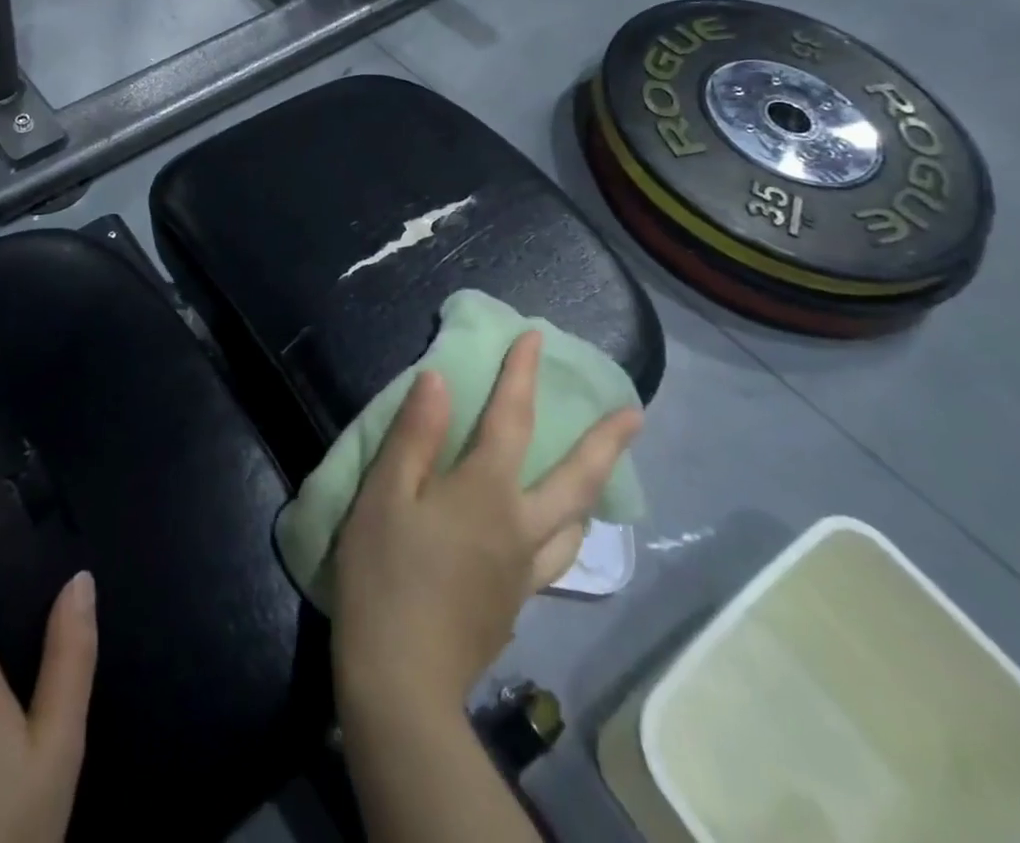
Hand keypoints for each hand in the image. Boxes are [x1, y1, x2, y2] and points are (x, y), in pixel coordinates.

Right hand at [330, 332, 641, 715]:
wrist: (401, 680)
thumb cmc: (385, 574)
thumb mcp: (385, 494)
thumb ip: (415, 435)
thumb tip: (439, 379)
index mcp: (485, 492)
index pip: (512, 419)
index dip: (522, 375)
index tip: (536, 338)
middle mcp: (519, 526)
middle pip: (576, 480)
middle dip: (606, 443)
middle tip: (635, 416)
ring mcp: (523, 570)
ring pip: (574, 525)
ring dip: (594, 492)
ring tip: (602, 476)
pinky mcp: (515, 603)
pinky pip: (555, 558)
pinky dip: (566, 533)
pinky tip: (551, 536)